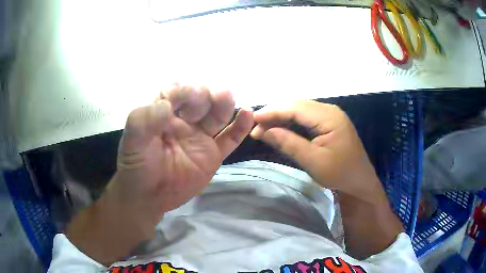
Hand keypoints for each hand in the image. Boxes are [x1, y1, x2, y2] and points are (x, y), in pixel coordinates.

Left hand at [109, 84, 253, 220]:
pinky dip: (240, 127)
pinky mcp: (212, 154)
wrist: (148, 197)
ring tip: (227, 97)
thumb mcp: (131, 143)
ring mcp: (200, 137)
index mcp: (163, 113)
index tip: (184, 96)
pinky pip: (229, 139)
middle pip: (200, 100)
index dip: (182, 91)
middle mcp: (184, 121)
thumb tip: (166, 105)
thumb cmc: (137, 167)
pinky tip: (248, 114)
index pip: (176, 92)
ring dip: (224, 104)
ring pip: (217, 116)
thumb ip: (142, 121)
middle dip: (203, 96)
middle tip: (204, 101)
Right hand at [250, 100, 382, 200]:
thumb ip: (288, 143)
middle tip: (255, 125)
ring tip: (263, 126)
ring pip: (300, 109)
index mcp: (329, 117)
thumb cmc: (340, 174)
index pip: (295, 108)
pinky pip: (306, 116)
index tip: (252, 119)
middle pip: (297, 106)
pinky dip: (291, 121)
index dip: (272, 112)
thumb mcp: (313, 161)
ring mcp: (331, 115)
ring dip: (282, 117)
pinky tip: (281, 127)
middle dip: (275, 114)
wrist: (360, 182)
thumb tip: (263, 131)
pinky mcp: (330, 122)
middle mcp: (330, 110)